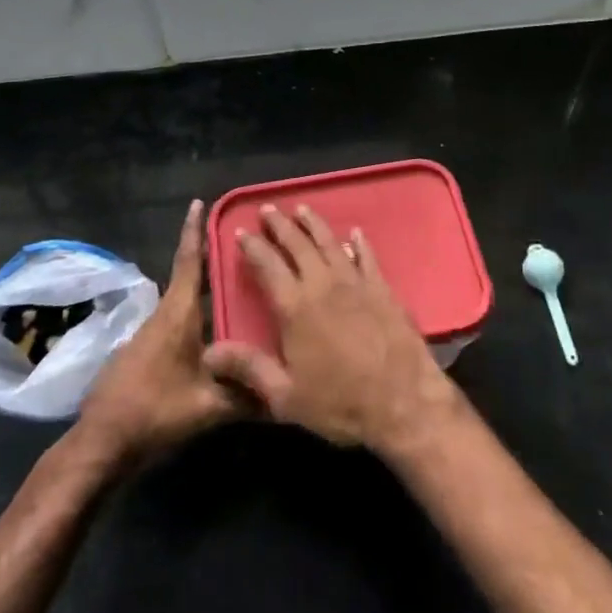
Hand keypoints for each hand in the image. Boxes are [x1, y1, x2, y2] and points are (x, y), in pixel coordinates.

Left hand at [77, 201, 237, 466]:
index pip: (188, 262)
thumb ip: (247, 395)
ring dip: (205, 288)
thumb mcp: (207, 406)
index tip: (199, 203)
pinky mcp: (145, 352)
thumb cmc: (155, 411)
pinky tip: (216, 330)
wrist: (101, 442)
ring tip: (236, 284)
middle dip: (211, 258)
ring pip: (184, 301)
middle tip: (242, 245)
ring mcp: (151, 334)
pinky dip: (197, 313)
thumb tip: (286, 393)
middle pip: (189, 277)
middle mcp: (164, 315)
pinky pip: (178, 321)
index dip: (194, 231)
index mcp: (178, 314)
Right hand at [204, 204, 460, 455]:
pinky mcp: (382, 288)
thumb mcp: (286, 396)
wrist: (402, 401)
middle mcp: (323, 285)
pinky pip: (367, 257)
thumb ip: (249, 368)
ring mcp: (356, 283)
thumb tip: (208, 352)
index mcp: (295, 308)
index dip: (253, 247)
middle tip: (268, 209)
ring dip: (314, 224)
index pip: (268, 266)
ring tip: (302, 209)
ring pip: (330, 243)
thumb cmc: (340, 403)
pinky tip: (354, 234)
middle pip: (298, 246)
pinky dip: (359, 243)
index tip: (241, 231)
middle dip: (281, 225)